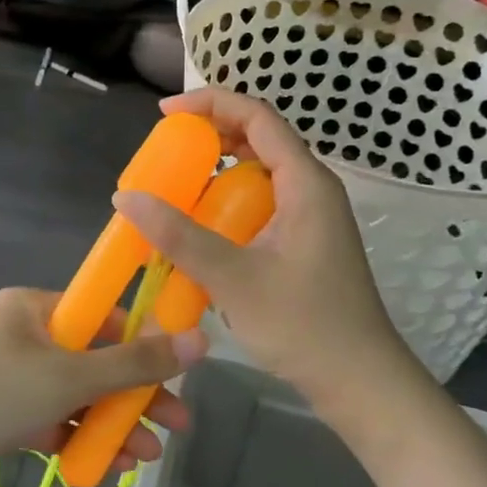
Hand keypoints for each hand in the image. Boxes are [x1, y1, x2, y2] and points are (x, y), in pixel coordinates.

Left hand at [0, 288, 201, 486]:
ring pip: (77, 394)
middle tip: (177, 423)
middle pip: (95, 358)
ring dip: (112, 422)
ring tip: (147, 457)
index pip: (104, 315)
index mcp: (36, 306)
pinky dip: (80, 437)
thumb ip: (135, 364)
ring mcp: (12, 374)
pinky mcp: (3, 411)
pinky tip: (109, 466)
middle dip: (135, 394)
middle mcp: (25, 333)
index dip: (145, 342)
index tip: (180, 372)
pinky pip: (53, 417)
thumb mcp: (70, 377)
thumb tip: (201, 341)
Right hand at [114, 88, 409, 406]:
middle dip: (211, 135)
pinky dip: (229, 203)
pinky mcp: (305, 242)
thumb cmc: (304, 326)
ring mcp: (311, 217)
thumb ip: (178, 235)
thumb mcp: (233, 277)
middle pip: (260, 139)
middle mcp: (312, 189)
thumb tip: (126, 197)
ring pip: (260, 173)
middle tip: (167, 149)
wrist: (360, 382)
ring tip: (177, 184)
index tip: (166, 114)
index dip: (211, 103)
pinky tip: (202, 228)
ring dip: (218, 171)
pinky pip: (262, 203)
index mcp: (305, 183)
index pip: (258, 117)